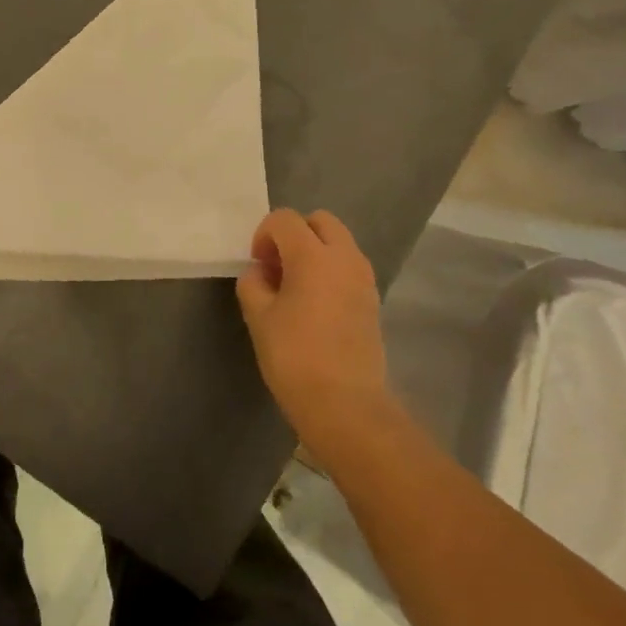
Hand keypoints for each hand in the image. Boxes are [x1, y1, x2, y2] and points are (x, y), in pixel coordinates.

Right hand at [236, 208, 393, 460]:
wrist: (345, 405)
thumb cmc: (294, 357)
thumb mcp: (258, 317)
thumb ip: (253, 284)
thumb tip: (260, 273)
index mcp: (312, 255)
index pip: (285, 219)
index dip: (264, 235)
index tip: (257, 266)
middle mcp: (344, 257)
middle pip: (320, 221)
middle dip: (295, 234)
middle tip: (277, 267)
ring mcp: (364, 279)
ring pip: (338, 243)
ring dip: (315, 251)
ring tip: (295, 288)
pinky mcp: (372, 300)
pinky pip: (348, 267)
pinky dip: (330, 271)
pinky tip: (315, 306)